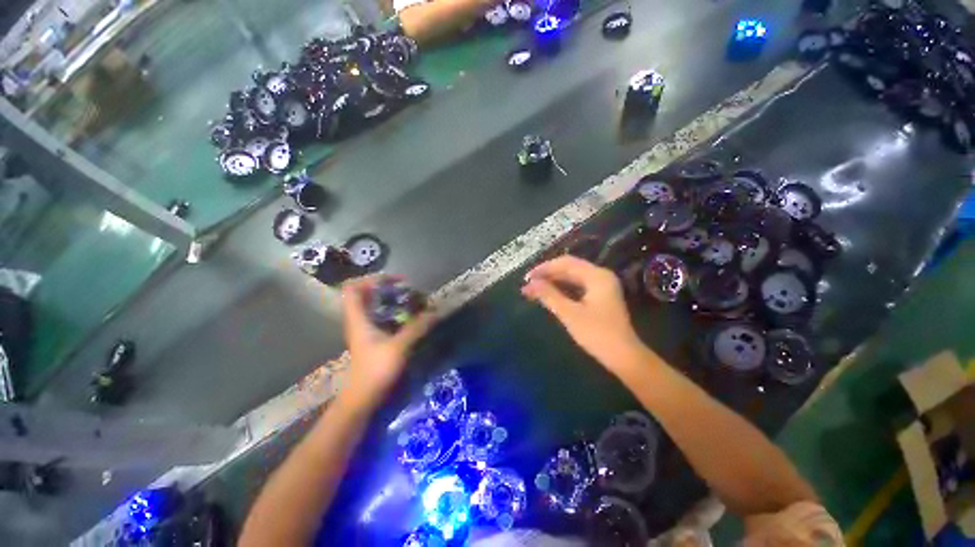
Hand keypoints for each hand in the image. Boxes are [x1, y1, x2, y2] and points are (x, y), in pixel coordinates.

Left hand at [341, 276, 435, 407]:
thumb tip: (435, 311)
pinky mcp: (373, 338)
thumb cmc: (375, 370)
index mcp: (358, 318)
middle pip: (365, 294)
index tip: (394, 280)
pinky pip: (382, 317)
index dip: (371, 279)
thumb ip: (417, 327)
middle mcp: (359, 320)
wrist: (363, 398)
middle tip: (407, 289)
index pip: (353, 288)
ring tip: (411, 300)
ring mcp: (366, 329)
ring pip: (374, 306)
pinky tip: (409, 316)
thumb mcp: (399, 346)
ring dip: (391, 300)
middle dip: (386, 288)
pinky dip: (394, 312)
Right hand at [521, 256, 643, 371]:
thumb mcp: (570, 314)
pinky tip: (550, 294)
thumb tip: (529, 284)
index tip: (527, 277)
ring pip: (573, 277)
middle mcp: (601, 276)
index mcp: (597, 276)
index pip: (566, 263)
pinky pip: (577, 286)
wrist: (624, 357)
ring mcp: (602, 286)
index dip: (545, 268)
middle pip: (570, 268)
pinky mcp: (600, 296)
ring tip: (535, 289)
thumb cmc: (597, 334)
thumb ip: (549, 295)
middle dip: (548, 275)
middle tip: (528, 284)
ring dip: (554, 282)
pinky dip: (562, 289)